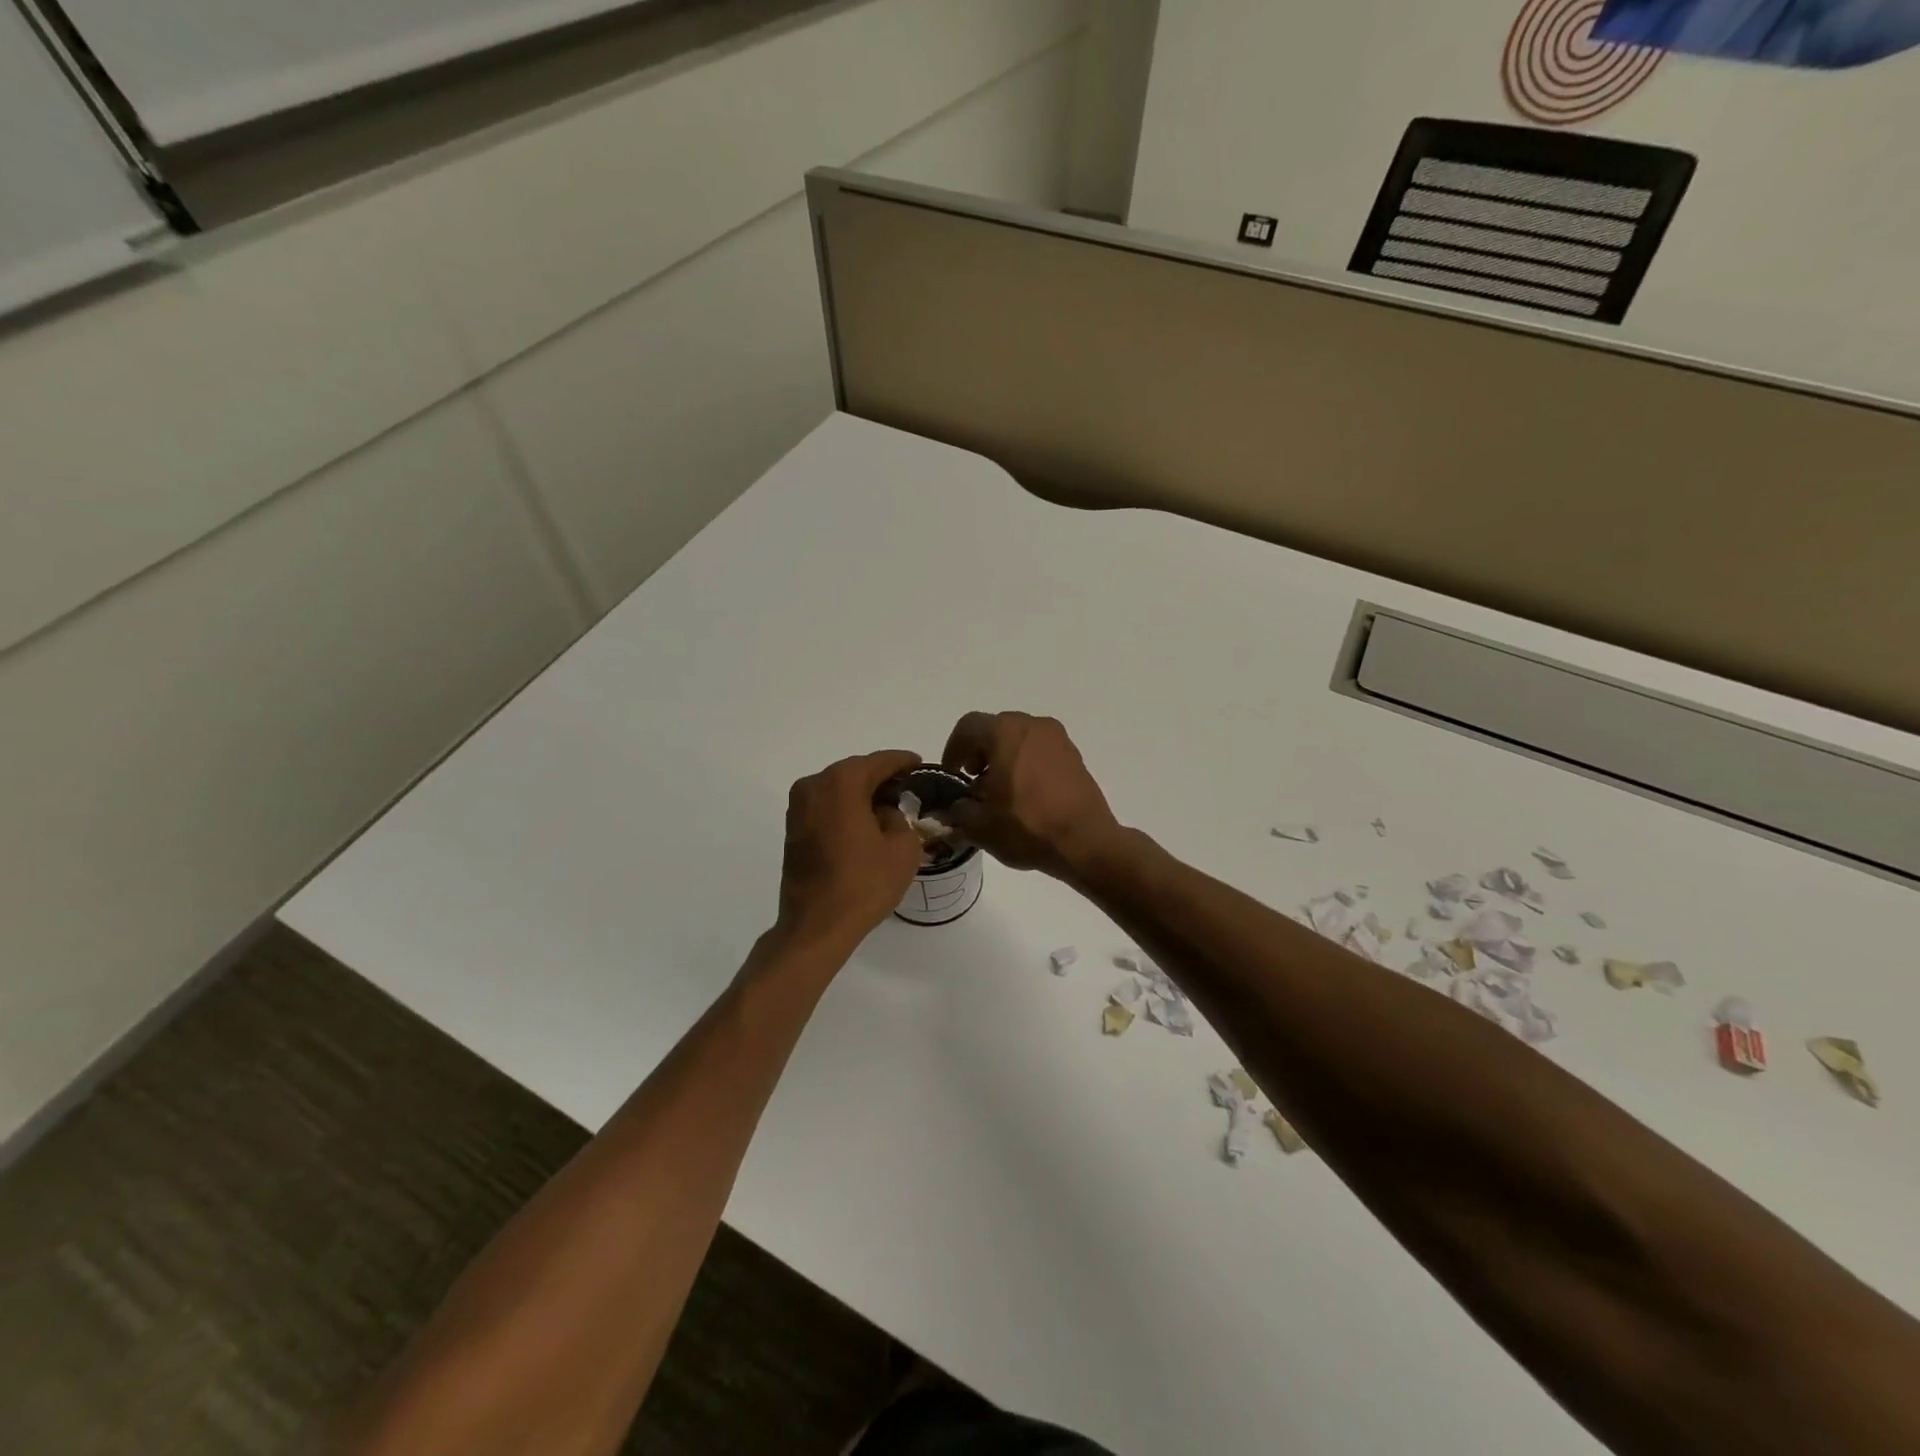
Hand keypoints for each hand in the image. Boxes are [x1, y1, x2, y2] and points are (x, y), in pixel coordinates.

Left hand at [776, 750, 925, 950]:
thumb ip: (900, 818)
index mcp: (842, 782)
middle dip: (881, 777)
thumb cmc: (863, 884)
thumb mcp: (903, 849)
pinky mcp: (793, 828)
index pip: (880, 762)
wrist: (816, 926)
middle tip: (908, 788)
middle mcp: (814, 785)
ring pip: (839, 789)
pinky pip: (826, 806)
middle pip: (856, 771)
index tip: (920, 764)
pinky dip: (846, 808)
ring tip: (889, 807)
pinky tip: (865, 823)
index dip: (903, 761)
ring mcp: (798, 807)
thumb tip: (886, 812)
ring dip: (862, 794)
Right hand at [942, 712, 1123, 880]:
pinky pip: (1041, 751)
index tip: (952, 775)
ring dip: (1004, 758)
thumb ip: (958, 810)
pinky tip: (1025, 796)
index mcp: (1005, 732)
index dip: (953, 749)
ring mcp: (1058, 739)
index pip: (968, 727)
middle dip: (979, 754)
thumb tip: (956, 806)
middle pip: (995, 729)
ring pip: (1020, 739)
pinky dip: (1026, 764)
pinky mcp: (1075, 756)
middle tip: (974, 784)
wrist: (1086, 842)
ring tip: (1000, 793)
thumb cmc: (1027, 827)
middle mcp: (1033, 726)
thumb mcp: (980, 826)